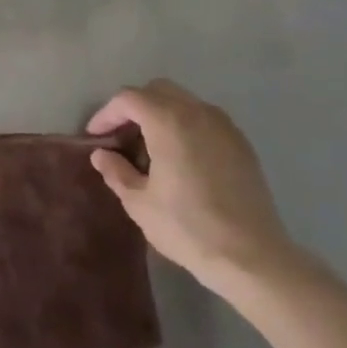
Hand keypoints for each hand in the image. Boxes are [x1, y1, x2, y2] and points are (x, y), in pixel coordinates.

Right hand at [87, 80, 298, 294]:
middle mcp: (197, 112)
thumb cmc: (187, 227)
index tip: (95, 136)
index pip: (128, 99)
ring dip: (161, 114)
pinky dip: (185, 126)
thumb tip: (102, 155)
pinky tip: (181, 158)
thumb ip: (116, 171)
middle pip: (157, 90)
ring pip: (183, 101)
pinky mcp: (241, 143)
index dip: (106, 114)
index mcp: (168, 121)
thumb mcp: (139, 203)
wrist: (252, 256)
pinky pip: (205, 119)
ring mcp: (224, 125)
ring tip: (150, 148)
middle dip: (134, 108)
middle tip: (121, 137)